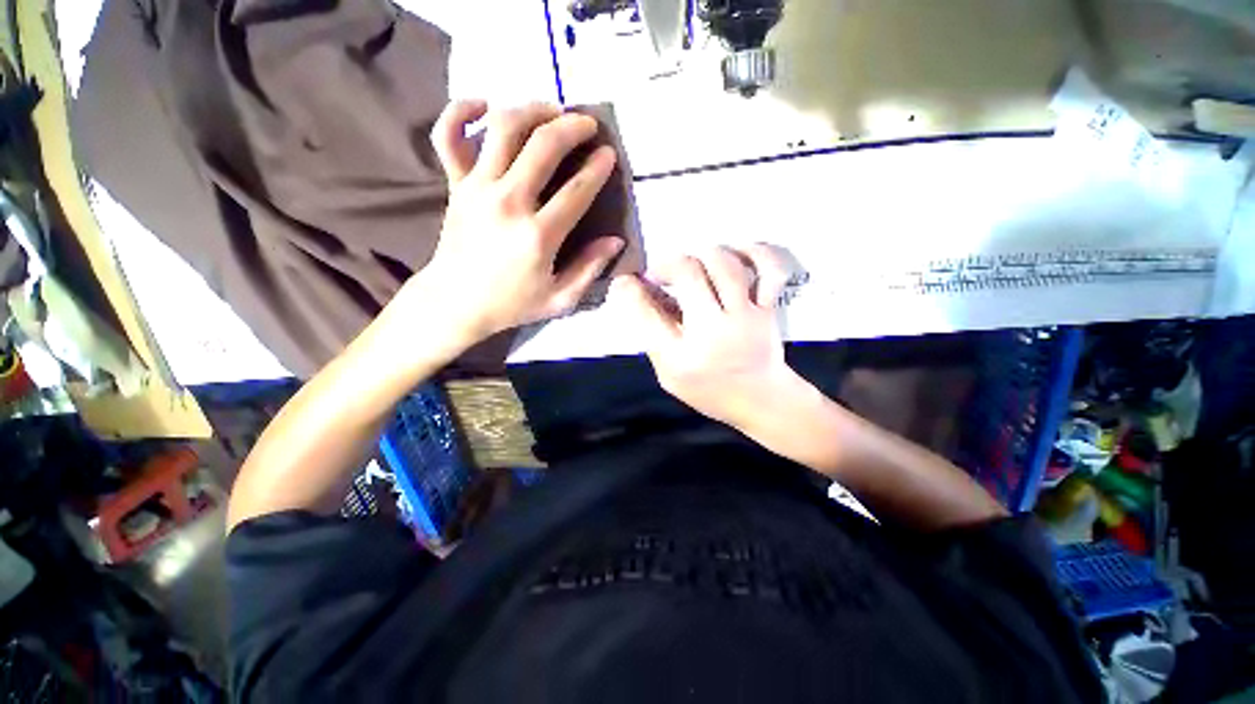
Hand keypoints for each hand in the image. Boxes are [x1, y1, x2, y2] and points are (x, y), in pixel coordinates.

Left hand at [412, 100, 624, 340]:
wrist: (456, 302)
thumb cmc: (513, 304)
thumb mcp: (561, 299)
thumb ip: (590, 269)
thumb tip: (615, 241)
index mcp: (538, 236)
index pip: (577, 190)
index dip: (598, 168)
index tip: (609, 154)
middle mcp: (508, 203)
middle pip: (543, 147)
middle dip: (572, 127)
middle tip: (588, 123)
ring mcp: (477, 188)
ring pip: (503, 129)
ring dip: (532, 111)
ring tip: (551, 110)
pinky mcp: (455, 184)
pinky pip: (448, 135)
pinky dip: (461, 111)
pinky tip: (485, 106)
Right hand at [608, 244, 806, 432]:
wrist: (761, 401)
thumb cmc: (710, 391)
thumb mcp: (670, 375)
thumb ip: (655, 338)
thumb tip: (645, 294)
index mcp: (681, 357)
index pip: (646, 312)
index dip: (629, 289)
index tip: (626, 281)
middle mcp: (712, 332)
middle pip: (688, 274)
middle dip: (667, 264)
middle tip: (662, 273)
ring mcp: (744, 317)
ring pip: (724, 264)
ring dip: (702, 255)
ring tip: (694, 266)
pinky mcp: (767, 309)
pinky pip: (769, 270)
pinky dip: (755, 252)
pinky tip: (737, 253)